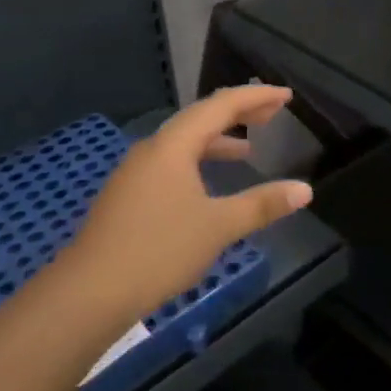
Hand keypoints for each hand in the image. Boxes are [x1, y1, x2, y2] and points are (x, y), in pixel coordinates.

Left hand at [60, 85, 311, 322]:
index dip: (256, 97)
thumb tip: (304, 190)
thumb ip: (261, 205)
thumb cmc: (158, 250)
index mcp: (174, 146)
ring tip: (247, 150)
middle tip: (272, 113)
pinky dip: (199, 161)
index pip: (221, 106)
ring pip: (184, 142)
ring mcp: (135, 173)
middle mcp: (153, 149)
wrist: (86, 295)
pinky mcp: (127, 197)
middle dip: (239, 113)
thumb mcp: (218, 227)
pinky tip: (208, 187)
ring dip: (218, 140)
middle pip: (201, 118)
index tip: (286, 96)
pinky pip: (172, 163)